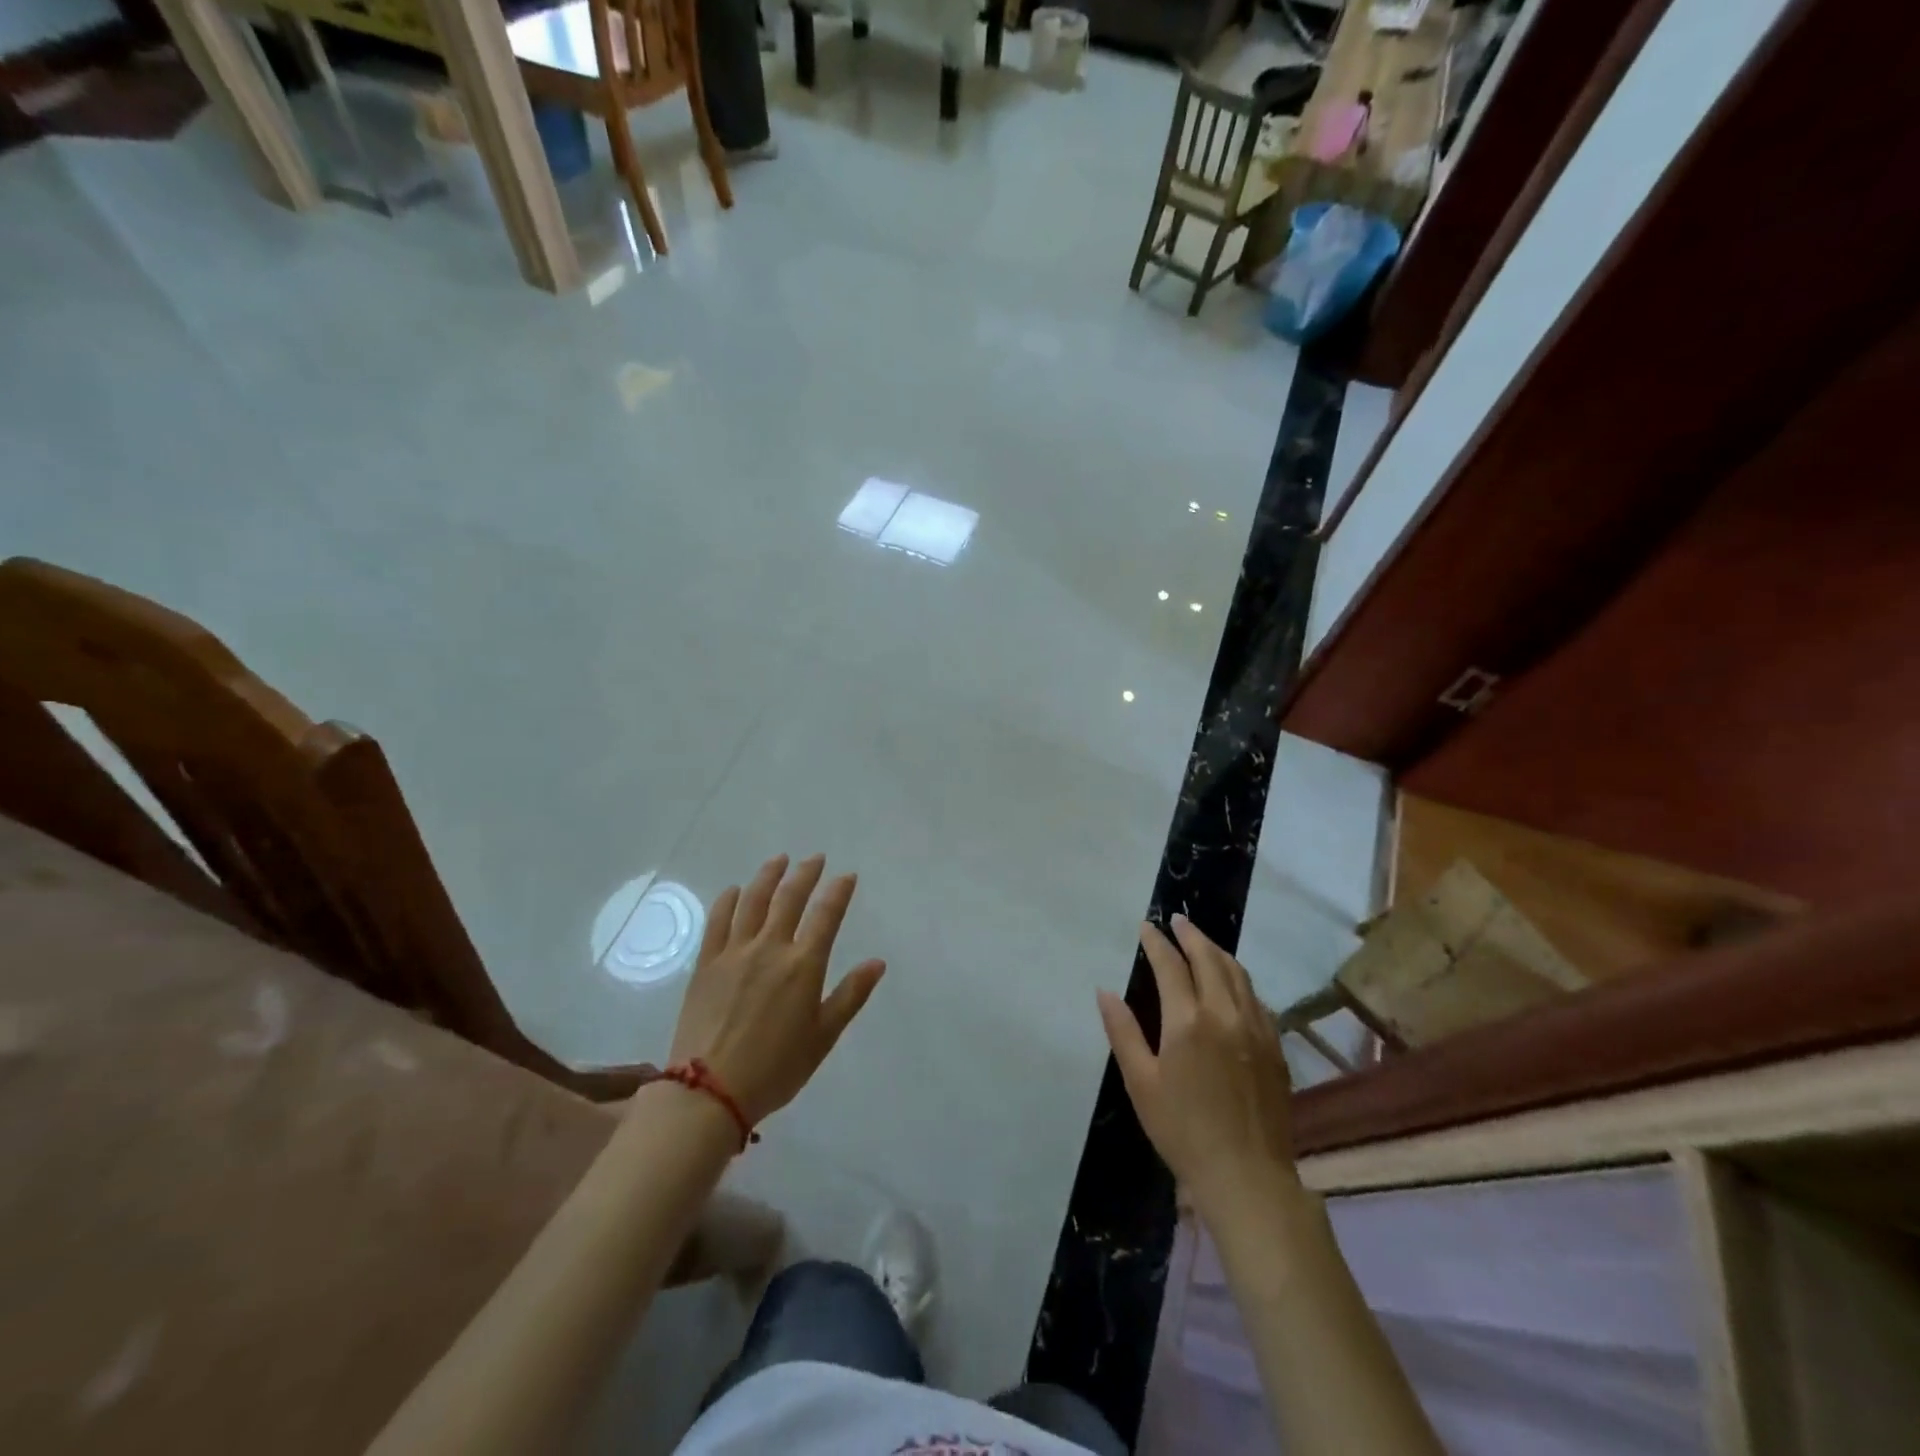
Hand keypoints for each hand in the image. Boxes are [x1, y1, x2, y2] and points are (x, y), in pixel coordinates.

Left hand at [663, 854, 885, 1127]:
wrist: (708, 1092)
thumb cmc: (775, 1069)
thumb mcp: (823, 1037)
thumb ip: (850, 995)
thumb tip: (877, 963)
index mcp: (803, 966)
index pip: (826, 915)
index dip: (839, 891)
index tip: (847, 876)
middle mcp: (770, 948)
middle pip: (790, 898)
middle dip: (805, 873)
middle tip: (814, 858)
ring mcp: (734, 952)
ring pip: (753, 901)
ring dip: (768, 876)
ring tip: (779, 860)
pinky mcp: (706, 963)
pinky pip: (718, 921)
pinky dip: (728, 900)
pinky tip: (735, 890)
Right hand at [1098, 915, 1297, 1225]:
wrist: (1247, 1176)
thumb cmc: (1183, 1130)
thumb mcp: (1141, 1083)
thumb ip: (1123, 1032)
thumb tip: (1105, 991)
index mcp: (1188, 1020)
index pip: (1170, 965)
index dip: (1156, 942)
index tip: (1146, 926)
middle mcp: (1225, 1013)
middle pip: (1209, 959)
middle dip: (1191, 936)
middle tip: (1177, 921)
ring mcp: (1256, 1028)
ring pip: (1238, 974)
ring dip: (1218, 952)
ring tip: (1203, 942)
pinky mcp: (1274, 1046)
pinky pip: (1256, 998)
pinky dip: (1239, 979)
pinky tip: (1232, 984)